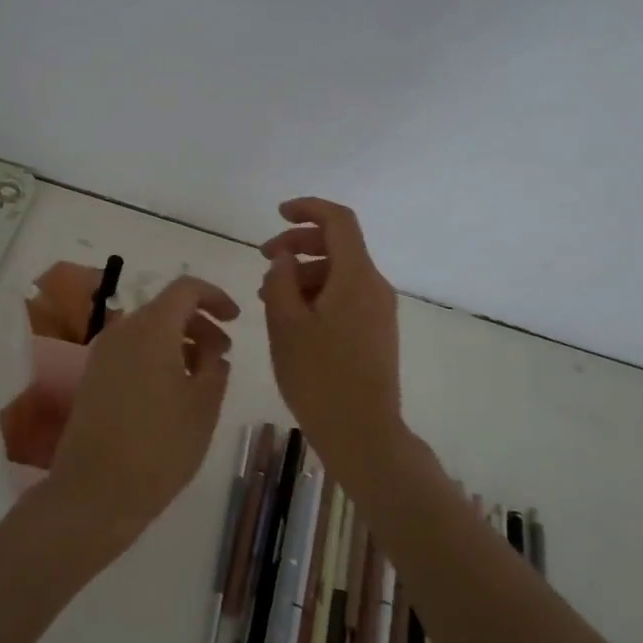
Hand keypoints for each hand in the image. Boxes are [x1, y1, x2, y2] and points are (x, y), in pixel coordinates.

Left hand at [48, 275, 239, 548]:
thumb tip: (213, 351)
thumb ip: (215, 368)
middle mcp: (122, 330)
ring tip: (202, 377)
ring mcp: (102, 354)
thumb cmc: (159, 447)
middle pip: (166, 308)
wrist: (94, 492)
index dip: (215, 296)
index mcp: (151, 328)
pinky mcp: (93, 377)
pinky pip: (131, 351)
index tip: (236, 319)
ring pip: (148, 331)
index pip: (186, 289)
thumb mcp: (203, 407)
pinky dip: (156, 356)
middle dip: (199, 323)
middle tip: (224, 354)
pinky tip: (173, 392)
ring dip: (179, 342)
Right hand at [259, 198, 402, 470]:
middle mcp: (374, 286)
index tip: (278, 214)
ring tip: (268, 296)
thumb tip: (286, 258)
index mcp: (356, 277)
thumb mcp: (285, 324)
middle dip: (298, 244)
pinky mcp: (376, 332)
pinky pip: (345, 296)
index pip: (338, 221)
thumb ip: (281, 280)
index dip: (308, 209)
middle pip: (338, 246)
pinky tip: (292, 318)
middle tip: (264, 259)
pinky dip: (318, 294)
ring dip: (304, 273)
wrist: (363, 433)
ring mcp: (379, 311)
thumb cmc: (319, 376)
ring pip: (339, 273)